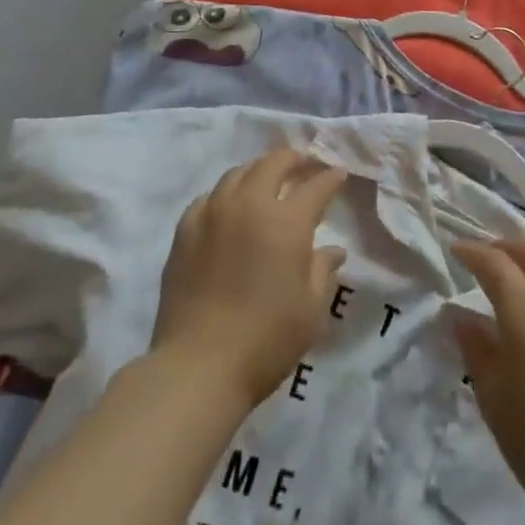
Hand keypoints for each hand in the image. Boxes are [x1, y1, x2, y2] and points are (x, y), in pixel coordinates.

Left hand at [151, 149, 348, 409]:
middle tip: (303, 164)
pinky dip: (226, 194)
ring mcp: (214, 212)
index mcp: (286, 222)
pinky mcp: (186, 228)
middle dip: (294, 159)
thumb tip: (334, 249)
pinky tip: (229, 208)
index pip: (315, 187)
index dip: (330, 178)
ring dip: (258, 170)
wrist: (198, 365)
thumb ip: (323, 270)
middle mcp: (250, 204)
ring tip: (267, 179)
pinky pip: (210, 197)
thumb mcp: (310, 310)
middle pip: (274, 163)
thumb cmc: (266, 340)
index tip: (339, 174)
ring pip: (239, 173)